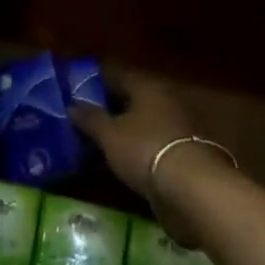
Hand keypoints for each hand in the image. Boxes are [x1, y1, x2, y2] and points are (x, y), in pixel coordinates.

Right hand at [72, 78, 221, 243]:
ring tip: (96, 142)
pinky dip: (135, 150)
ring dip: (122, 131)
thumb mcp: (110, 135)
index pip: (117, 75)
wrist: (192, 189)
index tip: (75, 89)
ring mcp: (176, 128)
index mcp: (147, 87)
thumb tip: (72, 106)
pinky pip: (150, 145)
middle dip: (108, 107)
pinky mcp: (182, 154)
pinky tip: (118, 161)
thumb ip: (90, 119)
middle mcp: (164, 101)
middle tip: (82, 117)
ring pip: (141, 124)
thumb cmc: (145, 149)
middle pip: (131, 99)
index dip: (95, 81)